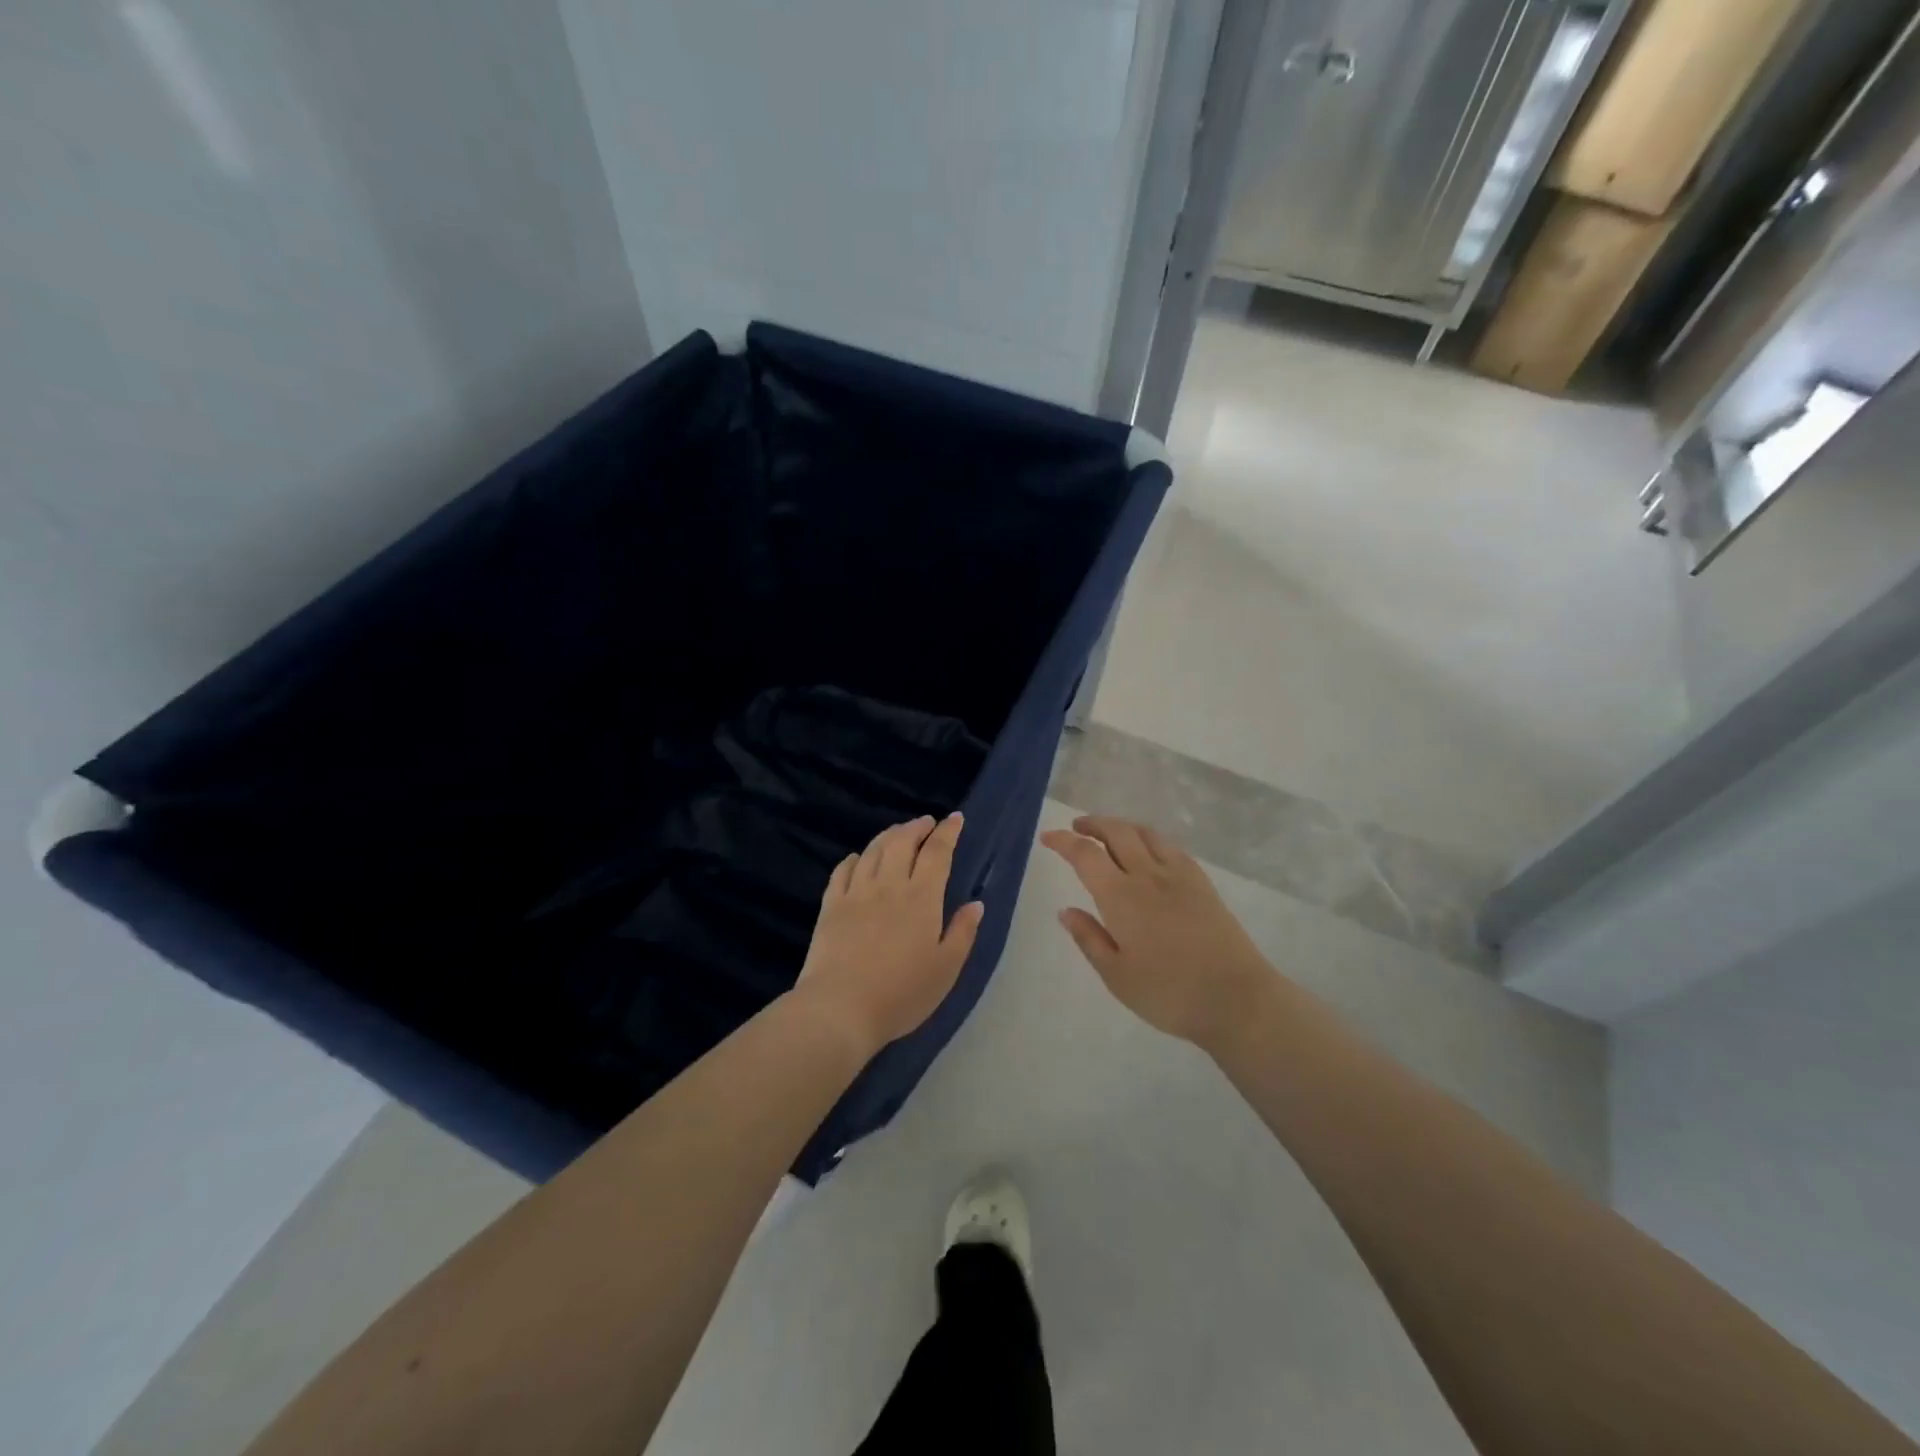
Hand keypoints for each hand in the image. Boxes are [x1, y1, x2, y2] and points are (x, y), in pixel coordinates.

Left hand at [794, 813, 984, 1058]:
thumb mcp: (946, 969)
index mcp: (922, 898)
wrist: (840, 1008)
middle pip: (903, 842)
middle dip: (917, 827)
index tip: (956, 818)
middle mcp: (889, 885)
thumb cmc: (902, 993)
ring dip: (889, 835)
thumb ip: (963, 933)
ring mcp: (856, 893)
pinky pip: (843, 870)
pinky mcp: (831, 906)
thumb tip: (976, 903)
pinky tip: (858, 859)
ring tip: (898, 832)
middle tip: (927, 822)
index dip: (948, 832)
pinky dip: (854, 858)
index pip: (937, 852)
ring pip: (873, 850)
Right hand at [1041, 815, 1273, 1050]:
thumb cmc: (1169, 993)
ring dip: (1121, 826)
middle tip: (1076, 828)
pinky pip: (1170, 846)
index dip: (1063, 841)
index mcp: (1121, 897)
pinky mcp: (1202, 883)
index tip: (1048, 837)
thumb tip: (1066, 910)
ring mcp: (1179, 876)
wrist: (1237, 999)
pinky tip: (1148, 850)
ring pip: (1145, 833)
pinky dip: (1149, 838)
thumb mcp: (1117, 975)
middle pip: (1117, 832)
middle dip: (1092, 824)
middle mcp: (1148, 876)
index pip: (1085, 855)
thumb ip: (1089, 938)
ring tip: (1108, 833)